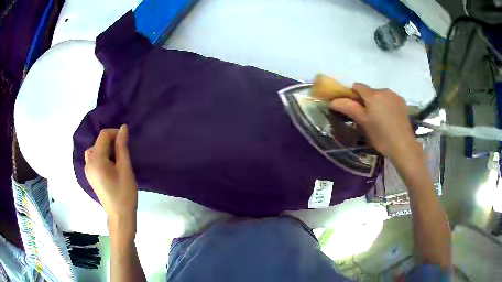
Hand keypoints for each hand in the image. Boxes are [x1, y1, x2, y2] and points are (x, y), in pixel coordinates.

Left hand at [84, 125, 137, 232]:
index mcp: (96, 160)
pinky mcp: (90, 177)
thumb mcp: (125, 168)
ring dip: (105, 149)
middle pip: (98, 143)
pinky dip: (101, 157)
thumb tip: (123, 128)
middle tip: (123, 152)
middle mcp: (88, 163)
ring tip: (116, 159)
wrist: (120, 216)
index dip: (115, 133)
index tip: (126, 140)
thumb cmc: (124, 193)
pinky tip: (110, 167)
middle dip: (110, 142)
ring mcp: (88, 171)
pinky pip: (93, 159)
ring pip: (94, 150)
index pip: (103, 136)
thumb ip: (122, 147)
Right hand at [329, 83, 419, 160]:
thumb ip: (348, 108)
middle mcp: (384, 90)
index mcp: (373, 94)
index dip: (353, 95)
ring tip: (380, 119)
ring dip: (378, 103)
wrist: (403, 146)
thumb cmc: (381, 135)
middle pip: (370, 91)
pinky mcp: (403, 103)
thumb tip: (332, 101)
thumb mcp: (363, 122)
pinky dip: (387, 105)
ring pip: (381, 95)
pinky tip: (390, 118)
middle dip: (367, 101)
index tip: (354, 108)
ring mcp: (395, 96)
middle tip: (368, 118)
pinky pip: (390, 99)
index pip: (358, 86)